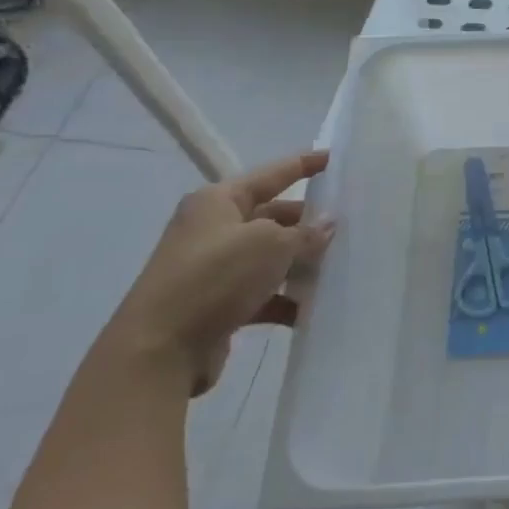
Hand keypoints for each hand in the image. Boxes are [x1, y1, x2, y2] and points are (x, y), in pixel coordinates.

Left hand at [102, 151, 334, 394]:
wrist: (159, 351)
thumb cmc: (214, 278)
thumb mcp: (269, 244)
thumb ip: (305, 233)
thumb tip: (327, 225)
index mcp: (217, 201)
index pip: (270, 174)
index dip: (303, 164)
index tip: (334, 158)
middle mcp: (213, 229)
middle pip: (272, 217)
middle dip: (308, 222)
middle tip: (349, 224)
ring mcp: (214, 268)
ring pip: (270, 257)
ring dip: (301, 263)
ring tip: (340, 266)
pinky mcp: (217, 304)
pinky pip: (263, 293)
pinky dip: (287, 298)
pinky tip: (314, 308)